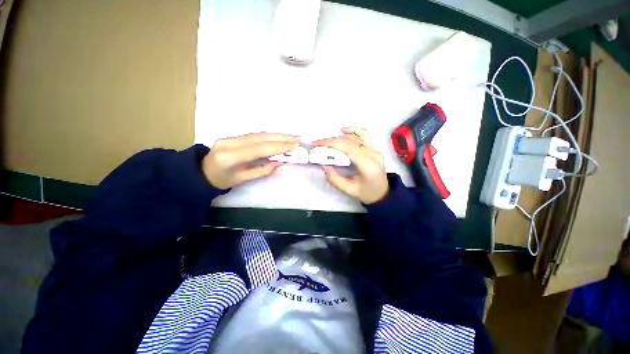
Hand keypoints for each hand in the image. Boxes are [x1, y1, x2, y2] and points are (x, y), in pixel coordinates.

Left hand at [203, 133, 297, 188]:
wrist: (201, 172)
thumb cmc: (223, 180)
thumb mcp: (243, 179)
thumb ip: (263, 170)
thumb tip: (281, 161)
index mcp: (231, 157)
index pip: (260, 149)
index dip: (278, 146)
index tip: (294, 146)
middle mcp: (230, 143)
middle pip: (260, 137)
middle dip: (281, 137)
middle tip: (297, 139)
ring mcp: (230, 137)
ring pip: (258, 134)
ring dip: (277, 135)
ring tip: (292, 137)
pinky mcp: (232, 135)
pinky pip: (254, 135)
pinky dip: (269, 136)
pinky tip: (279, 137)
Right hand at [314, 127, 388, 203]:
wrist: (383, 193)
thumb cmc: (366, 193)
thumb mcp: (349, 190)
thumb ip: (335, 179)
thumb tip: (324, 164)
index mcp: (368, 166)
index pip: (348, 148)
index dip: (331, 144)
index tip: (316, 145)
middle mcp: (373, 154)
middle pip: (349, 141)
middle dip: (331, 141)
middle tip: (317, 145)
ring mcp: (375, 149)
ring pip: (355, 136)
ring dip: (338, 137)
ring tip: (325, 142)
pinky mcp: (374, 148)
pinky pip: (363, 134)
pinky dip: (352, 130)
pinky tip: (342, 131)